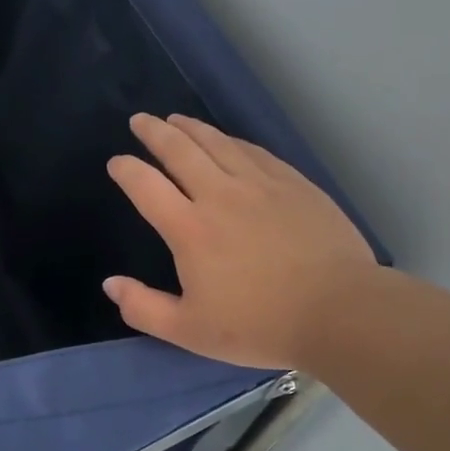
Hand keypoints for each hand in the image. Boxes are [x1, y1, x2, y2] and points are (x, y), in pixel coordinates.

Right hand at [103, 113, 378, 370]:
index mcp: (190, 229)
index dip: (126, 170)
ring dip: (191, 128)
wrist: (339, 311)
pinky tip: (228, 140)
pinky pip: (254, 151)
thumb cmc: (260, 325)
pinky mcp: (293, 184)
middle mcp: (220, 195)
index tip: (116, 162)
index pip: (146, 186)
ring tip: (176, 119)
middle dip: (154, 132)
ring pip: (217, 143)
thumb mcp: (190, 331)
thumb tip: (110, 284)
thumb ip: (144, 308)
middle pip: (179, 150)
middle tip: (140, 120)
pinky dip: (232, 141)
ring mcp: (260, 184)